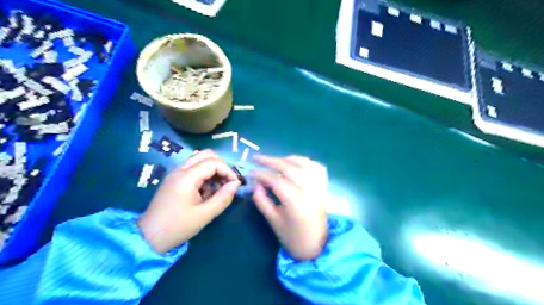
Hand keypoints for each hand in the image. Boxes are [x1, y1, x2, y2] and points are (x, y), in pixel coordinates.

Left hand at [139, 150, 239, 252]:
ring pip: (200, 159)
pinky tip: (206, 191)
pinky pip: (193, 168)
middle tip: (227, 182)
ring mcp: (175, 173)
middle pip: (206, 155)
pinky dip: (204, 174)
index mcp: (186, 177)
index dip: (228, 170)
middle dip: (221, 166)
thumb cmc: (178, 227)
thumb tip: (236, 184)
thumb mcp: (205, 215)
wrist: (149, 237)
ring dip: (213, 169)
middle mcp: (180, 170)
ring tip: (217, 187)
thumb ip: (223, 197)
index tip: (234, 184)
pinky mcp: (174, 179)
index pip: (213, 162)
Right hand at [252, 156, 326, 260]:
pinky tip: (295, 163)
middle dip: (271, 161)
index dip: (261, 174)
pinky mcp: (323, 187)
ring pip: (304, 164)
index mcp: (295, 201)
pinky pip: (317, 167)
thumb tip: (256, 185)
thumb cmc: (293, 237)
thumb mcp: (273, 221)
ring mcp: (318, 187)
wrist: (317, 246)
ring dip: (287, 159)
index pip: (275, 180)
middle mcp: (308, 190)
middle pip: (289, 168)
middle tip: (256, 158)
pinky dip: (305, 161)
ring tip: (274, 160)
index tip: (250, 172)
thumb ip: (263, 201)